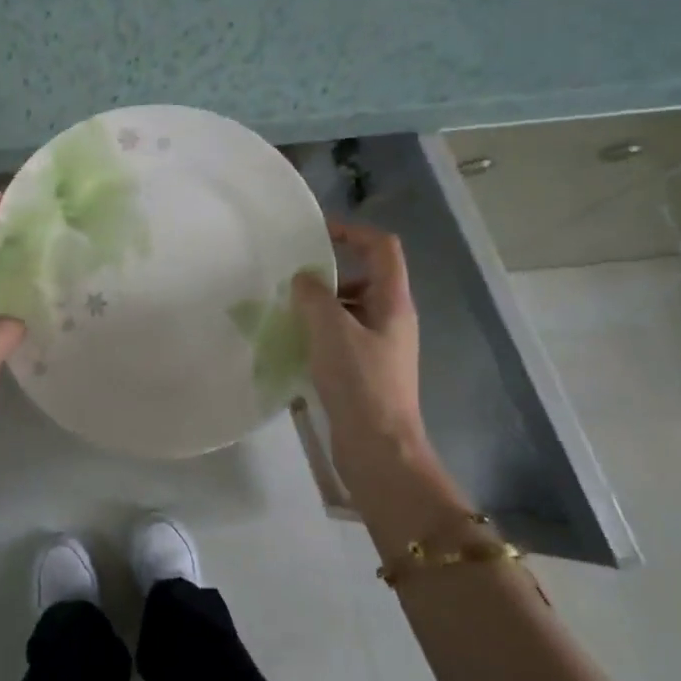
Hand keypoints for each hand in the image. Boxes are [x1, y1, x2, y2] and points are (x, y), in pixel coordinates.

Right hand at [292, 221, 427, 476]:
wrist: (379, 449)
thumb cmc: (360, 384)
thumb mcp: (331, 331)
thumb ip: (315, 296)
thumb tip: (304, 279)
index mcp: (393, 302)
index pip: (381, 247)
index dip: (352, 231)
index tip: (316, 234)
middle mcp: (392, 318)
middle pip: (365, 276)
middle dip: (330, 272)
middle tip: (293, 278)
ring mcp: (380, 346)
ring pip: (351, 308)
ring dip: (321, 303)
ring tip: (288, 309)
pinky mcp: (366, 370)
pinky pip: (342, 335)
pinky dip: (320, 330)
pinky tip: (295, 341)